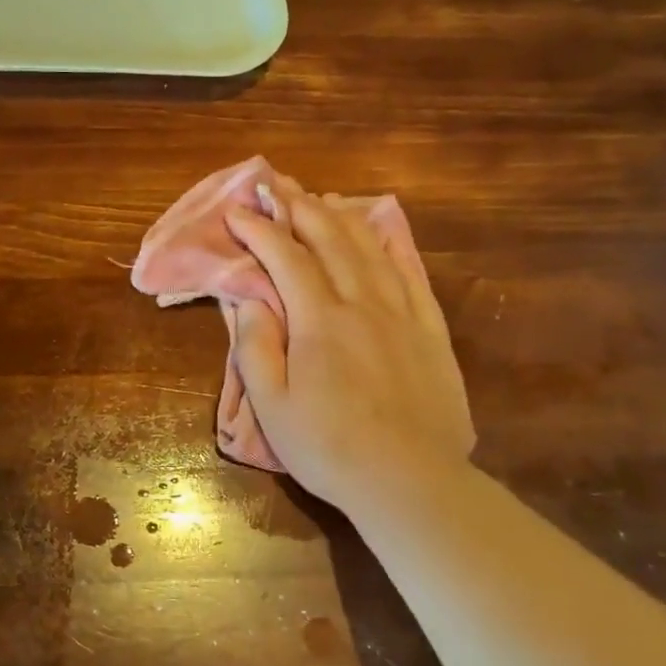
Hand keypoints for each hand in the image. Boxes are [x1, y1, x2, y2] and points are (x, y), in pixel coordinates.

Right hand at [226, 184, 473, 525]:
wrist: (410, 480)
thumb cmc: (329, 448)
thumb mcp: (273, 406)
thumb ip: (256, 347)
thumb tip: (250, 298)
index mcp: (319, 320)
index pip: (285, 258)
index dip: (258, 229)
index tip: (236, 210)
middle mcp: (362, 302)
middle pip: (329, 239)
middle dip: (297, 207)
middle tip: (274, 184)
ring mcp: (402, 312)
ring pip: (368, 248)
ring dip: (339, 217)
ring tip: (317, 198)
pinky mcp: (429, 329)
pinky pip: (410, 272)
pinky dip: (390, 243)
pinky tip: (380, 229)